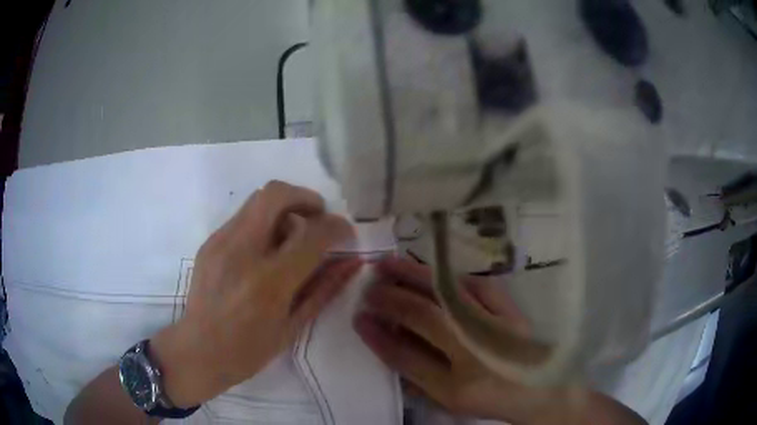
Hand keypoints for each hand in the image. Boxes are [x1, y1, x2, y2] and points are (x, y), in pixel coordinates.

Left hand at [151, 181, 362, 407]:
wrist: (198, 351)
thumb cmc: (249, 350)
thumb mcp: (293, 327)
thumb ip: (324, 289)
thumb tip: (351, 262)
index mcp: (269, 282)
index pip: (311, 234)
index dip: (336, 226)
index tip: (345, 232)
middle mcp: (242, 252)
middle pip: (276, 194)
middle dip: (305, 198)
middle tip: (317, 217)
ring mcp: (220, 242)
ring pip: (258, 199)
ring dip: (284, 208)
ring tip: (290, 237)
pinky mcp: (209, 242)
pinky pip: (243, 217)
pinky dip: (263, 222)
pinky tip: (264, 250)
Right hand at [354, 257, 645, 424]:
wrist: (538, 386)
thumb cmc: (490, 395)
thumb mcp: (447, 396)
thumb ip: (414, 371)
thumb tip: (383, 341)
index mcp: (459, 378)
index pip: (407, 350)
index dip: (379, 333)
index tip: (358, 316)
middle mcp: (476, 344)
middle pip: (424, 312)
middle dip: (390, 296)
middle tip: (368, 283)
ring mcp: (494, 319)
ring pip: (446, 291)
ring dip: (413, 275)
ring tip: (389, 264)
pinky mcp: (506, 305)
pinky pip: (472, 283)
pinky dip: (446, 273)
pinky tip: (429, 267)